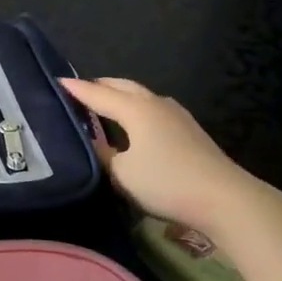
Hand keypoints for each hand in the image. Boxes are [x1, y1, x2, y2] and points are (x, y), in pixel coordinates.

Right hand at [60, 76, 279, 231]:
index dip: (75, 89)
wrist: (225, 199)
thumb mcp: (122, 174)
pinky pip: (153, 108)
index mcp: (135, 109)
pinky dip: (135, 108)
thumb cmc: (166, 183)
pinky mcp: (189, 129)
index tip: (56, 81)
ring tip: (103, 105)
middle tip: (78, 92)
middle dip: (98, 86)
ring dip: (119, 96)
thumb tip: (92, 142)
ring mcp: (176, 114)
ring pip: (140, 95)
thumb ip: (101, 155)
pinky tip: (134, 124)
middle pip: (121, 86)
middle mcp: (154, 103)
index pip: (97, 93)